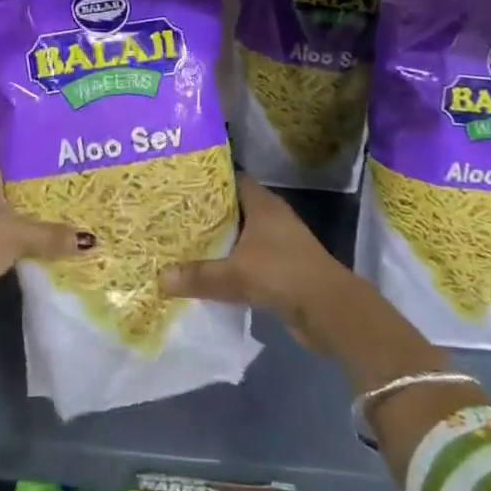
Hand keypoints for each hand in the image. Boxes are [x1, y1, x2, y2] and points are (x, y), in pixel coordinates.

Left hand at [0, 148, 86, 337]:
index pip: (9, 150)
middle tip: (81, 178)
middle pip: (15, 181)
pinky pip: (13, 237)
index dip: (33, 146)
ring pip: (15, 211)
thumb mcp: (15, 233)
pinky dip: (31, 238)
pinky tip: (58, 240)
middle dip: (44, 182)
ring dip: (39, 213)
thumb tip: (91, 240)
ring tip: (77, 207)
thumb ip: (51, 234)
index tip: (64, 147)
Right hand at [160, 175, 358, 347]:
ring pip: (241, 234)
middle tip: (174, 214)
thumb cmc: (282, 274)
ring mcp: (279, 242)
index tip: (180, 184)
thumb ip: (198, 275)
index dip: (207, 180)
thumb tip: (160, 278)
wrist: (330, 311)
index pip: (231, 179)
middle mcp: (271, 216)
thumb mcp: (235, 274)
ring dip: (219, 240)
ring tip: (184, 242)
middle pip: (234, 207)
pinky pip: (248, 258)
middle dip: (207, 212)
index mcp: (262, 203)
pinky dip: (231, 263)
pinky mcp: (282, 267)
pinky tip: (208, 271)